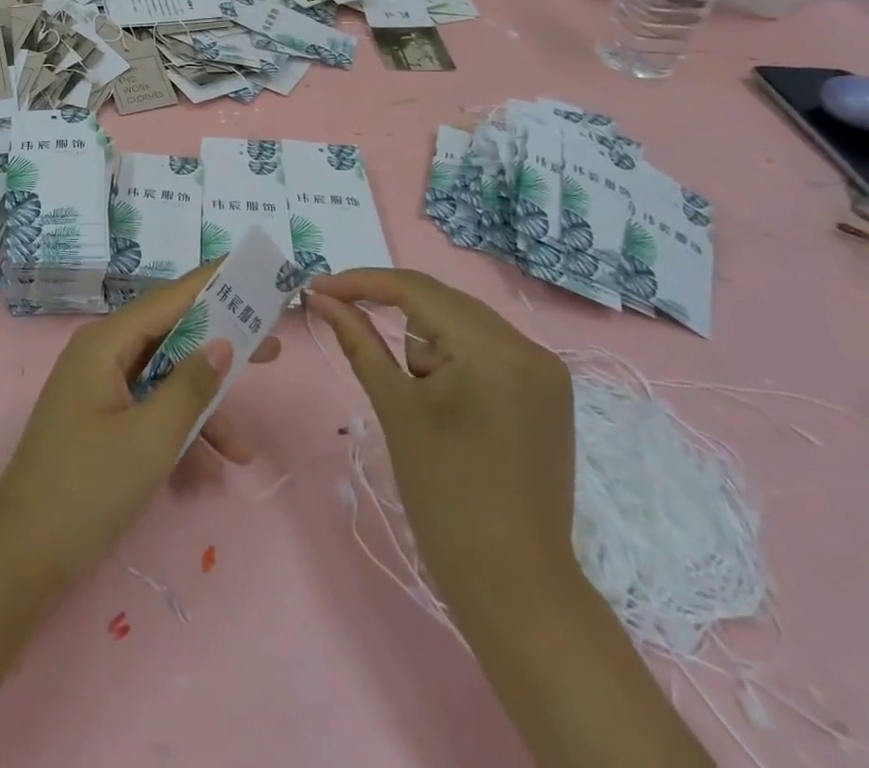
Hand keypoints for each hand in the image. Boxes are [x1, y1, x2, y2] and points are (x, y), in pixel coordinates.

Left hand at [0, 263, 279, 596]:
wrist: (21, 559)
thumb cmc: (86, 489)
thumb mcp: (150, 439)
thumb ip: (190, 387)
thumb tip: (223, 343)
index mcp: (105, 343)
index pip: (169, 298)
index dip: (213, 283)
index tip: (253, 271)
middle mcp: (102, 355)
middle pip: (171, 337)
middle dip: (220, 349)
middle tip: (272, 350)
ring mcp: (100, 389)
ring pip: (165, 381)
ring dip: (204, 411)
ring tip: (244, 450)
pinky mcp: (102, 422)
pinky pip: (150, 411)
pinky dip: (179, 434)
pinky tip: (209, 473)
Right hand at [306, 268, 576, 626]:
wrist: (514, 585)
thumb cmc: (444, 495)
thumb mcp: (395, 407)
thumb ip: (358, 339)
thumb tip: (321, 297)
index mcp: (494, 348)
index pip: (416, 290)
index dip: (362, 283)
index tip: (319, 286)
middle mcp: (530, 347)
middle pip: (442, 303)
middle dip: (393, 314)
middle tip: (346, 322)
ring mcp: (546, 371)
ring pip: (463, 326)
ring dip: (427, 346)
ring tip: (420, 402)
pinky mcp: (549, 393)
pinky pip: (487, 351)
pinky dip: (455, 361)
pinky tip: (446, 404)